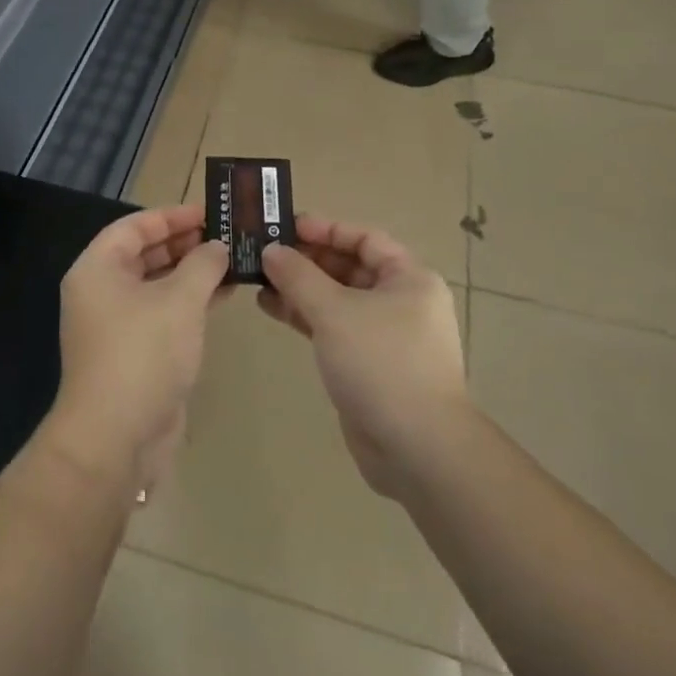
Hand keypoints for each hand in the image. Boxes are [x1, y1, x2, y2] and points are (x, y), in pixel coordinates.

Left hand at [48, 204, 229, 496]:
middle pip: (145, 253)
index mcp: (98, 269)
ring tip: (232, 261)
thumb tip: (217, 247)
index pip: (134, 226)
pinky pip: (163, 313)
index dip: (171, 216)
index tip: (209, 213)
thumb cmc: (143, 353)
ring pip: (157, 285)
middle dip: (185, 243)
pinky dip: (190, 302)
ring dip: (192, 273)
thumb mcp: (180, 300)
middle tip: (226, 235)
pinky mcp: (134, 353)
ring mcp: (116, 325)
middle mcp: (101, 291)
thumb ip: (202, 265)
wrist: (115, 439)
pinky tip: (223, 295)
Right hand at [258, 215, 470, 498]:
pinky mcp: (369, 365)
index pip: (364, 238)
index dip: (325, 229)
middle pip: (349, 268)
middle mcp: (402, 301)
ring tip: (258, 281)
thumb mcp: (334, 311)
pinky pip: (334, 328)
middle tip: (264, 253)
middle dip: (307, 260)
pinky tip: (272, 309)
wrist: (417, 449)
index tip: (285, 226)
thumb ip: (298, 276)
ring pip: (338, 300)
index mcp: (409, 278)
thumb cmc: (381, 363)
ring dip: (300, 289)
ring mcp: (386, 336)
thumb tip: (271, 251)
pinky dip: (306, 317)